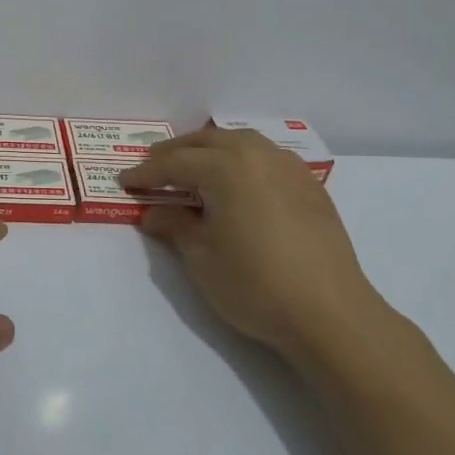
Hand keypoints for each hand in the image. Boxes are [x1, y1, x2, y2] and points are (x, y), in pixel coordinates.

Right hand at [122, 127, 406, 372]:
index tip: (125, 181)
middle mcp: (257, 154)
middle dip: (175, 153)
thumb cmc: (255, 285)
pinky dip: (241, 160)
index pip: (175, 163)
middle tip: (152, 169)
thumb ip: (175, 225)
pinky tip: (237, 182)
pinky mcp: (309, 185)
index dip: (146, 173)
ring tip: (192, 169)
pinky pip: (266, 158)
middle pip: (207, 141)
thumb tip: (155, 212)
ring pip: (240, 142)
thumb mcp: (202, 257)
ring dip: (210, 150)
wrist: (329, 313)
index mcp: (226, 167)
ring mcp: (288, 167)